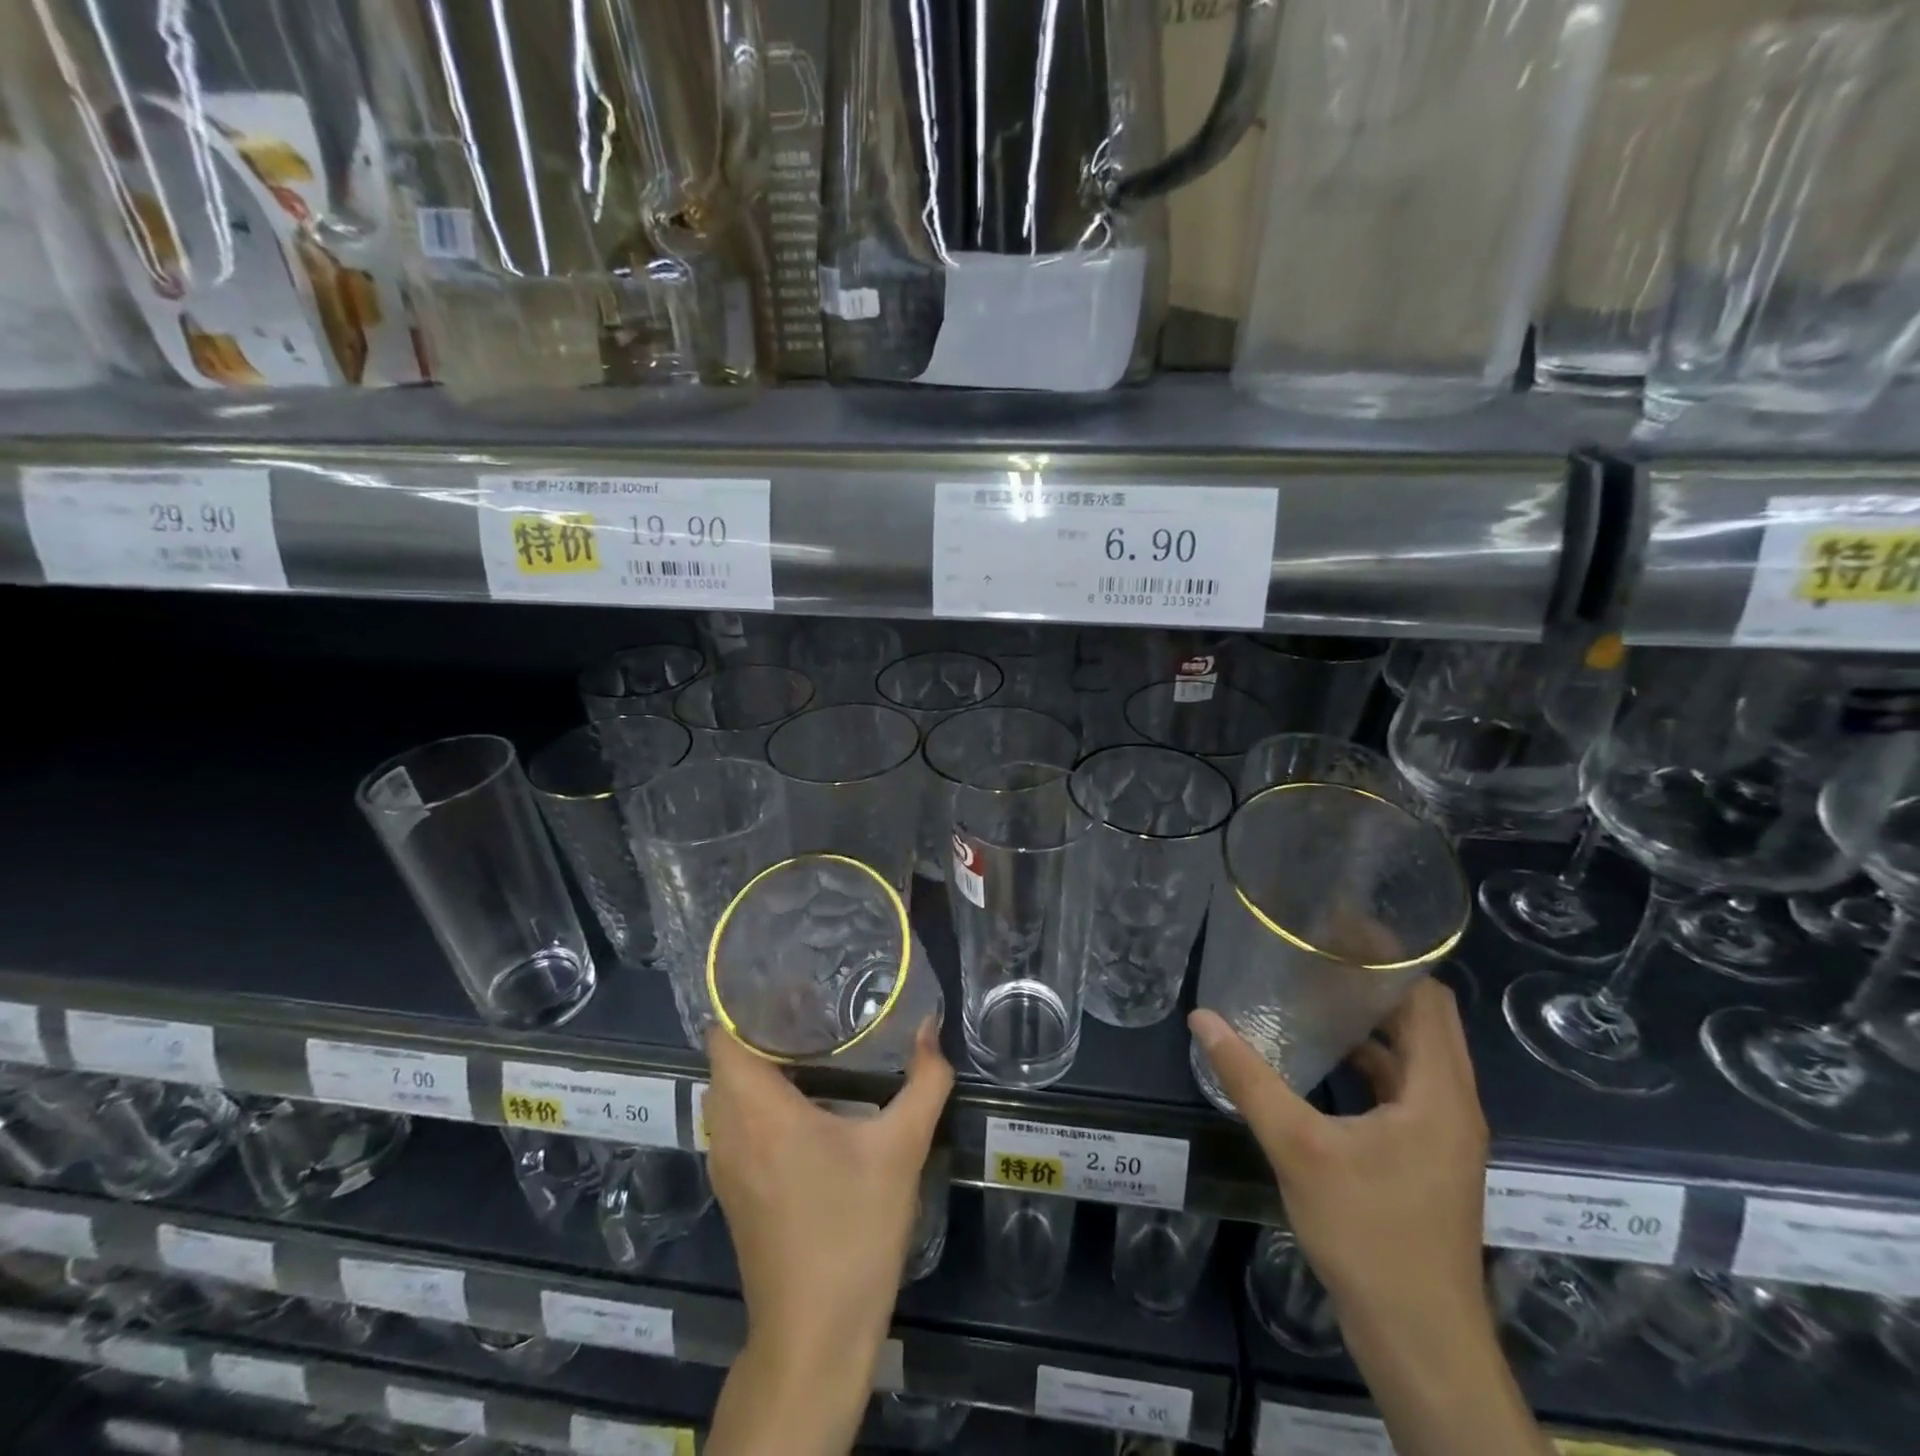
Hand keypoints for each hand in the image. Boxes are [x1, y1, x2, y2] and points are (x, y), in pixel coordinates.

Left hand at [703, 1020, 952, 1363]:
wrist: (816, 1335)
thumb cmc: (853, 1231)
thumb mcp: (901, 1149)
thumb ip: (924, 1081)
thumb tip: (929, 1028)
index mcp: (758, 1112)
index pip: (722, 1036)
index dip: (746, 1003)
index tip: (789, 981)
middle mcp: (729, 1131)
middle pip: (726, 1058)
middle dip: (761, 1026)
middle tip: (812, 1002)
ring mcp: (726, 1164)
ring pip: (729, 1092)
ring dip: (760, 1063)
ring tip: (811, 1039)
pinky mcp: (734, 1189)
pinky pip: (736, 1121)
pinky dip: (759, 1097)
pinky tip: (806, 1098)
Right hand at [1188, 981, 1489, 1339]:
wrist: (1420, 1344)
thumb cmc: (1371, 1237)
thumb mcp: (1299, 1149)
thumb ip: (1249, 1079)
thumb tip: (1202, 1019)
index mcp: (1440, 1093)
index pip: (1427, 998)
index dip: (1389, 958)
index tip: (1338, 927)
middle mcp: (1452, 1104)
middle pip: (1422, 1020)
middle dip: (1375, 982)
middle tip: (1317, 950)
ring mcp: (1441, 1135)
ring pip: (1413, 1056)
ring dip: (1371, 1022)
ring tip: (1315, 990)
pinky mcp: (1425, 1158)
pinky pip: (1401, 1088)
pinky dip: (1368, 1061)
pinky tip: (1322, 1057)